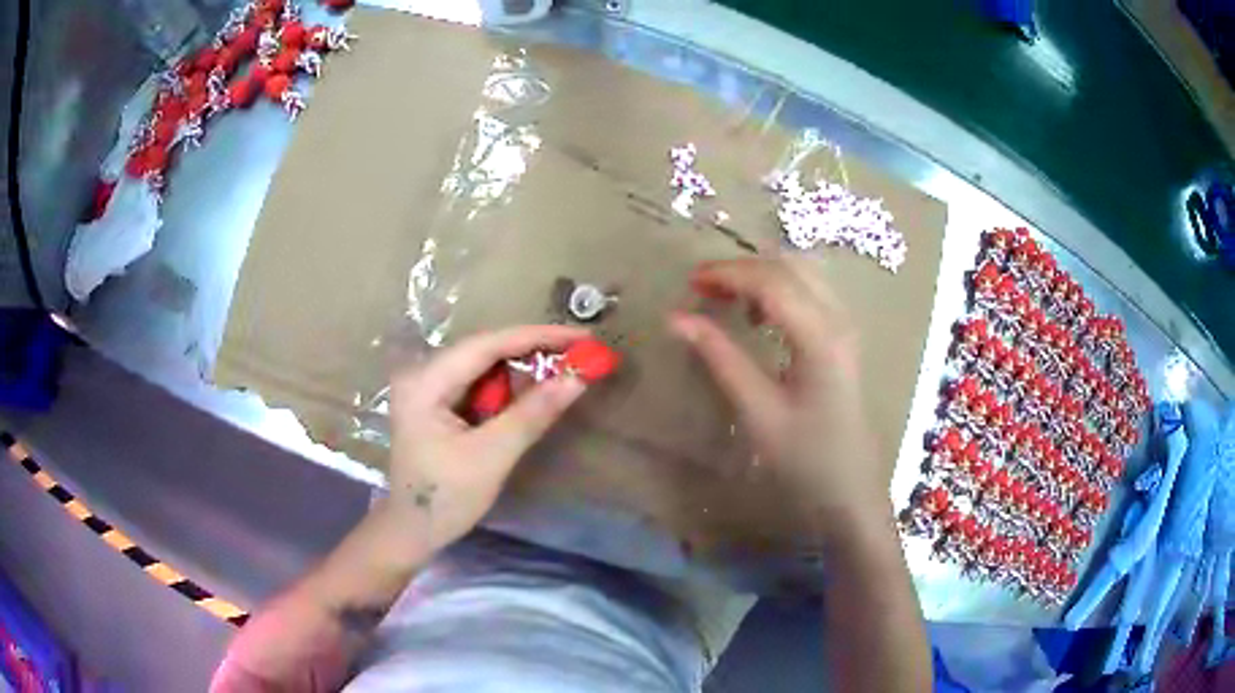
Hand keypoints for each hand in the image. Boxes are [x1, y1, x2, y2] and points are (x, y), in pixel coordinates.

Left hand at [387, 325, 589, 552]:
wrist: (413, 531)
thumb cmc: (445, 498)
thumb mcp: (491, 456)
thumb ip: (532, 414)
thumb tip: (578, 379)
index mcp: (425, 381)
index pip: (486, 345)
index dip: (536, 337)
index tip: (581, 337)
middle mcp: (423, 373)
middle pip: (485, 350)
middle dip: (534, 350)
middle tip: (581, 353)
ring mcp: (428, 387)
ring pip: (485, 366)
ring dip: (525, 368)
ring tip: (566, 367)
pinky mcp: (438, 403)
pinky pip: (480, 384)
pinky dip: (510, 387)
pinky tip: (536, 389)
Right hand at [668, 257, 888, 539]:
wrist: (851, 489)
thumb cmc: (805, 458)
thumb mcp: (757, 411)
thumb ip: (720, 358)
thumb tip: (677, 319)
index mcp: (820, 336)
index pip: (771, 281)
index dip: (728, 273)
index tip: (690, 281)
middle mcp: (839, 319)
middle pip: (789, 266)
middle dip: (744, 267)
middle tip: (703, 287)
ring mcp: (846, 325)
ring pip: (804, 273)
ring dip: (763, 274)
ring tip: (728, 298)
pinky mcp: (844, 337)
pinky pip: (813, 291)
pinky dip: (781, 288)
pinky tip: (761, 316)